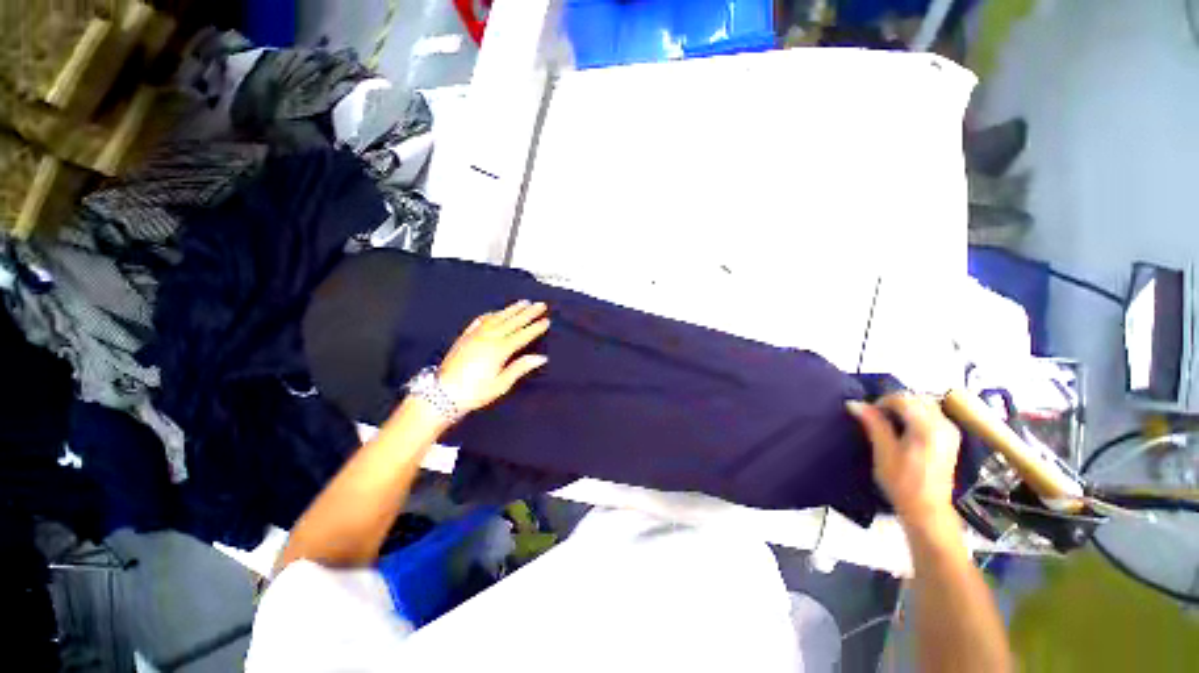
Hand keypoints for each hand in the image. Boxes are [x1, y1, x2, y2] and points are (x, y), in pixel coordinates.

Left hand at [437, 301, 550, 413]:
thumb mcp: (501, 384)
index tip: (547, 320)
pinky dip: (492, 314)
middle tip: (541, 305)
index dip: (536, 328)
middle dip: (528, 313)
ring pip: (498, 317)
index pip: (523, 335)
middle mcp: (489, 337)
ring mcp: (476, 335)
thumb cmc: (475, 392)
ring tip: (524, 302)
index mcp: (500, 350)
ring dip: (512, 309)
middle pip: (513, 322)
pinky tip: (496, 312)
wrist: (443, 393)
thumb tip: (541, 357)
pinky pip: (481, 320)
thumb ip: (520, 367)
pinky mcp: (465, 336)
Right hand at [847, 394, 960, 530]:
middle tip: (877, 417)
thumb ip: (873, 423)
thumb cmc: (902, 482)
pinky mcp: (950, 438)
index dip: (882, 402)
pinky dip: (916, 414)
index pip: (903, 399)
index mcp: (928, 428)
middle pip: (917, 398)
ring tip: (889, 423)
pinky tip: (904, 429)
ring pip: (925, 404)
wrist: (927, 509)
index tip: (868, 415)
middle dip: (894, 402)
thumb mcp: (883, 451)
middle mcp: (944, 425)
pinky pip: (932, 414)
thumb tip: (854, 403)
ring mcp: (950, 431)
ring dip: (905, 408)